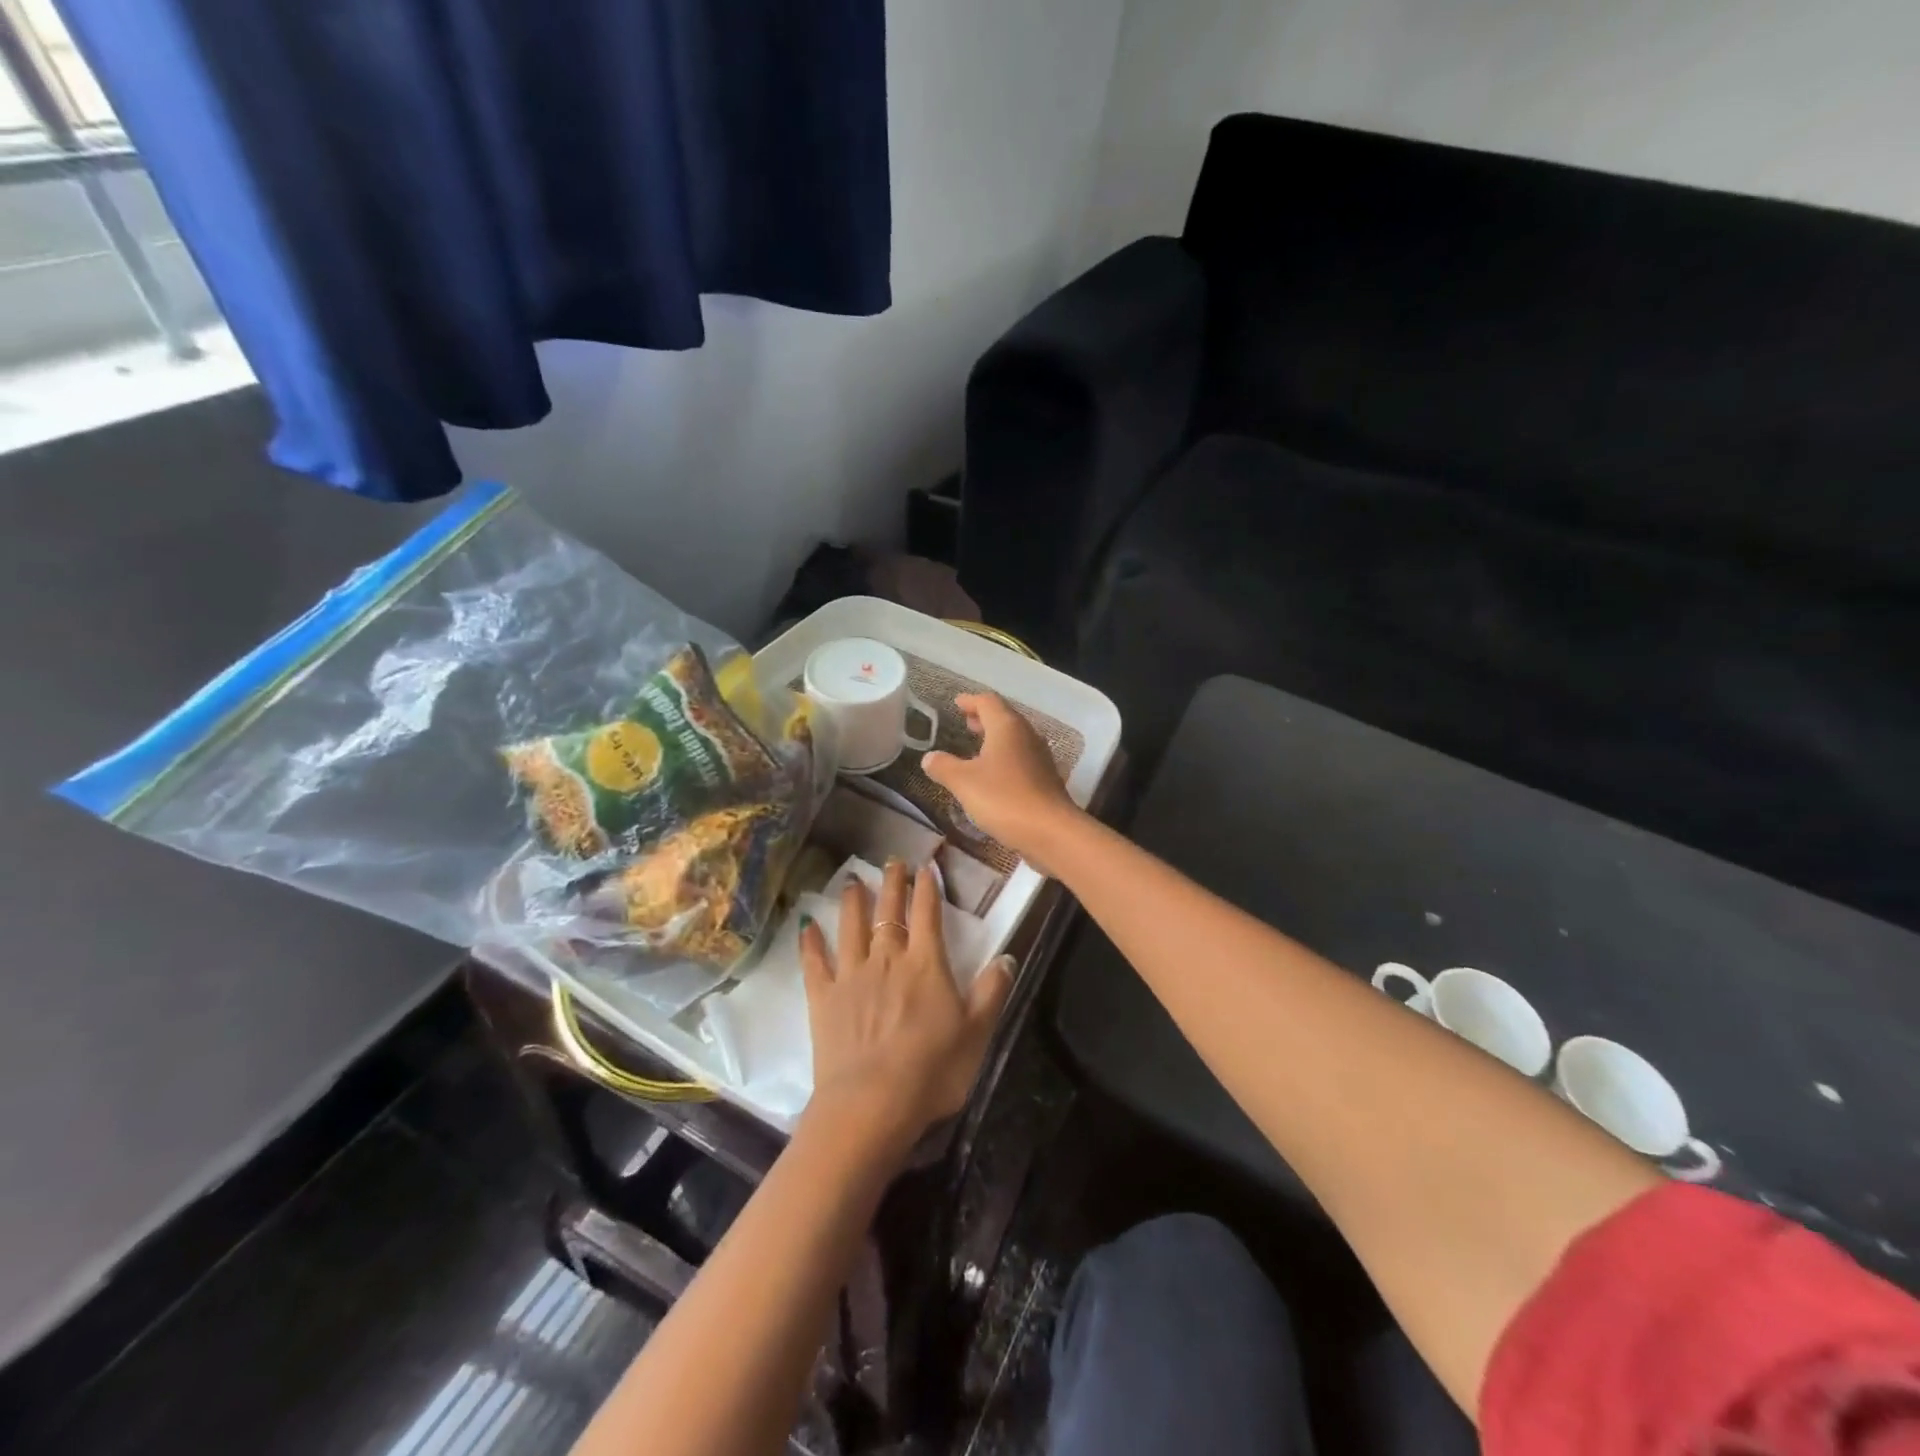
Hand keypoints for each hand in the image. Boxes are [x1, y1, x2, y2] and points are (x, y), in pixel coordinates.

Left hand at [799, 860, 1012, 1148]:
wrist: (871, 1104)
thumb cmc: (932, 1070)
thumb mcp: (977, 1033)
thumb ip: (991, 992)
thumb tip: (1007, 957)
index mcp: (925, 964)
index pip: (927, 913)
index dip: (928, 886)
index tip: (927, 864)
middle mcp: (887, 958)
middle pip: (889, 911)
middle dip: (893, 883)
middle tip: (892, 861)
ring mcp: (851, 976)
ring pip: (852, 927)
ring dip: (853, 901)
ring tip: (853, 880)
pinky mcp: (824, 999)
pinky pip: (815, 963)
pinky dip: (811, 943)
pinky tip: (807, 926)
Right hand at [923, 693, 1080, 864]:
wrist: (1051, 831)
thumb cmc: (1004, 798)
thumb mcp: (964, 782)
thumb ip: (944, 766)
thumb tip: (929, 757)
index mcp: (1007, 727)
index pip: (988, 701)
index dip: (970, 700)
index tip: (957, 703)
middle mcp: (1026, 735)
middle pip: (1004, 717)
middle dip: (984, 718)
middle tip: (966, 722)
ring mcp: (1039, 757)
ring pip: (1014, 738)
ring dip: (995, 738)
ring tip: (976, 747)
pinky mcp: (1045, 779)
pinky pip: (1021, 758)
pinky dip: (1004, 757)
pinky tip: (994, 774)